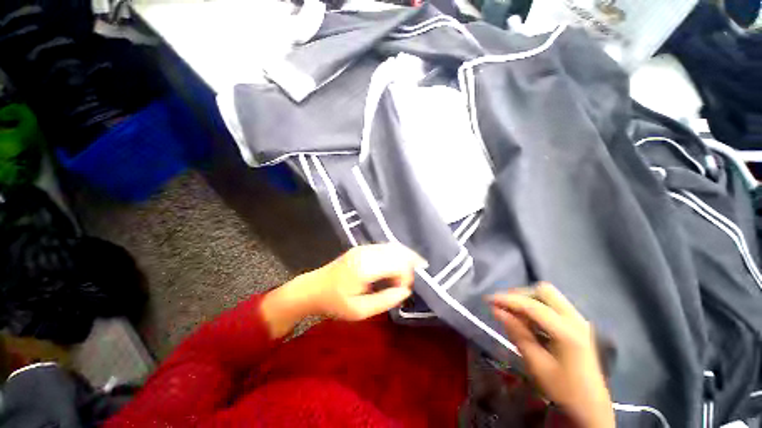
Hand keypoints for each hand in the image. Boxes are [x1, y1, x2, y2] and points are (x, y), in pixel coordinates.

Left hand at [262, 244, 424, 337]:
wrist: (313, 289)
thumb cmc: (334, 303)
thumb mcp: (359, 311)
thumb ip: (385, 300)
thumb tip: (405, 291)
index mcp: (365, 267)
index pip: (397, 264)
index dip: (407, 276)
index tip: (404, 291)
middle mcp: (366, 252)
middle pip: (398, 251)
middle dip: (410, 265)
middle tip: (415, 280)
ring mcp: (364, 247)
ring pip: (393, 247)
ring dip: (405, 258)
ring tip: (412, 272)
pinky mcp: (363, 248)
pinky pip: (386, 247)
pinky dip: (396, 255)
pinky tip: (399, 266)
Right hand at [489, 283, 614, 427]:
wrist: (592, 408)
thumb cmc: (563, 389)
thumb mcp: (537, 364)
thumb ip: (518, 333)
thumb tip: (497, 310)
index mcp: (567, 331)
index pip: (532, 305)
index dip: (508, 300)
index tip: (488, 299)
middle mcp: (576, 319)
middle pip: (544, 291)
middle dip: (521, 295)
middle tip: (504, 306)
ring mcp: (579, 320)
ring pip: (549, 296)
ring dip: (528, 300)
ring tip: (513, 314)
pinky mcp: (578, 325)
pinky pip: (553, 306)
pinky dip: (537, 307)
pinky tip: (529, 322)